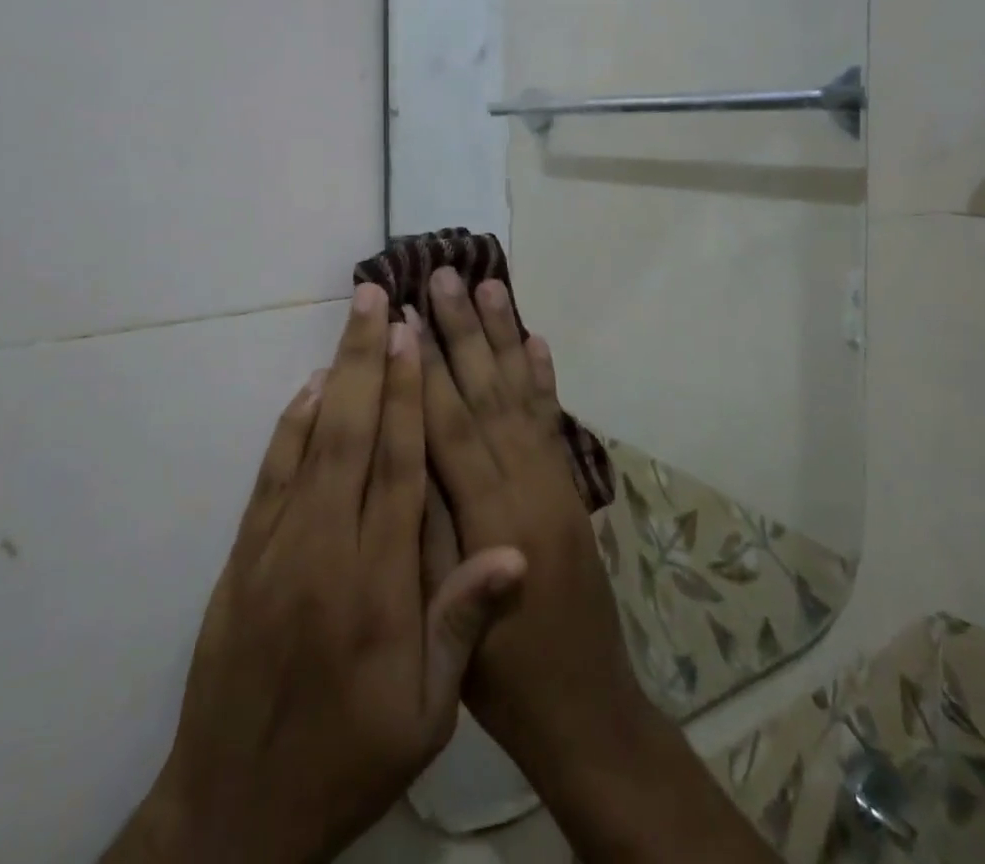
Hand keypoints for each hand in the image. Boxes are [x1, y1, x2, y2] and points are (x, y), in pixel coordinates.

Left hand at [107, 285, 526, 863]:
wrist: (234, 816)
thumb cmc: (348, 760)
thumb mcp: (425, 718)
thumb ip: (463, 625)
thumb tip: (515, 550)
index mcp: (378, 585)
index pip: (399, 468)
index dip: (408, 396)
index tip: (413, 338)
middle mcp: (326, 549)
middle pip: (354, 434)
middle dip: (369, 359)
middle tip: (378, 297)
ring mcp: (278, 547)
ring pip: (312, 441)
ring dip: (335, 375)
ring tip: (352, 321)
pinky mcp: (245, 556)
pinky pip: (271, 475)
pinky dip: (291, 425)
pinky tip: (308, 390)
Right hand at [416, 269, 648, 776]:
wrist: (586, 710)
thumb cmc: (502, 679)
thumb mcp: (445, 621)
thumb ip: (425, 534)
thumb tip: (399, 456)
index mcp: (490, 520)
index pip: (449, 427)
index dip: (423, 369)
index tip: (404, 315)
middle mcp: (527, 486)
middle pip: (487, 393)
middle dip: (462, 330)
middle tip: (444, 275)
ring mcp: (555, 482)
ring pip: (521, 394)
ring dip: (503, 336)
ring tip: (489, 285)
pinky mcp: (570, 488)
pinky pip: (554, 422)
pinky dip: (544, 377)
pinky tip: (537, 340)